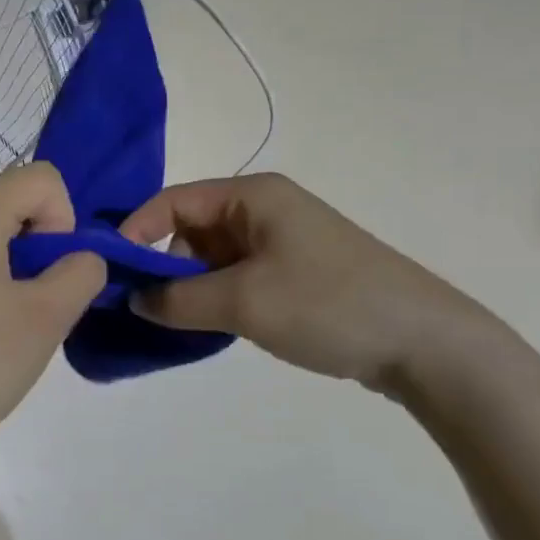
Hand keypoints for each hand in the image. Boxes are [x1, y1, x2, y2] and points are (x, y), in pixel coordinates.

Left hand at [0, 163, 106, 459]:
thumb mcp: (46, 318)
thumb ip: (81, 273)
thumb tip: (82, 258)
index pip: (42, 178)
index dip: (63, 221)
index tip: (51, 274)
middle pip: (11, 200)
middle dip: (39, 244)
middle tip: (37, 301)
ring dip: (13, 263)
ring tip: (10, 318)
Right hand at [121, 173, 491, 390]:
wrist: (427, 344)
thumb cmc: (328, 305)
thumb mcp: (242, 301)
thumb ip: (176, 300)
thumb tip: (133, 300)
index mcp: (252, 195)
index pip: (172, 201)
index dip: (136, 232)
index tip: (112, 273)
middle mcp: (265, 208)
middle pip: (190, 228)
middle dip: (165, 266)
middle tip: (151, 308)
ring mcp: (283, 240)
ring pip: (213, 257)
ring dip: (193, 287)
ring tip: (187, 323)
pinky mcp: (297, 271)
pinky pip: (239, 275)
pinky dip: (219, 297)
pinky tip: (219, 326)